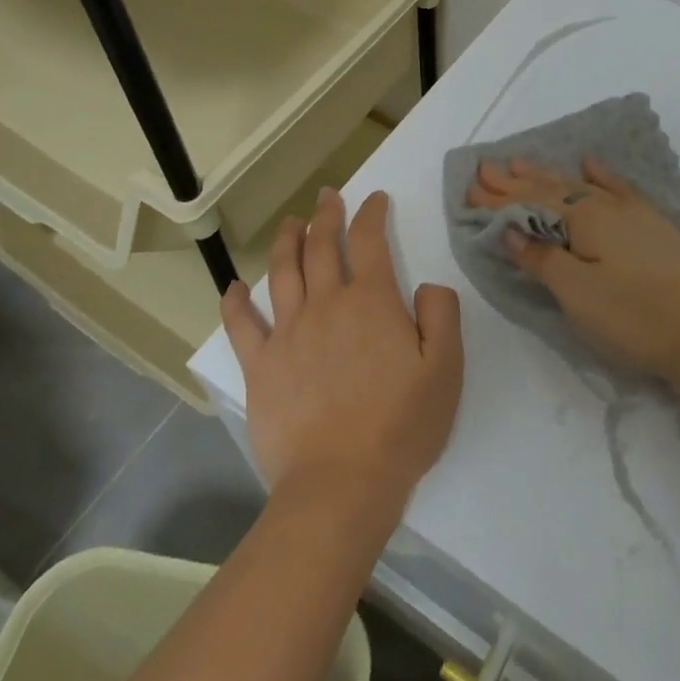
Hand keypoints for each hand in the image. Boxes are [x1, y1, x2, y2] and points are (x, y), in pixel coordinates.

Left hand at [223, 189, 463, 519]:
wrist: (341, 484)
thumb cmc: (401, 425)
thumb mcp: (446, 367)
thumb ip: (442, 313)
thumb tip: (427, 285)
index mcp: (372, 301)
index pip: (370, 240)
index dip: (372, 213)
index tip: (374, 198)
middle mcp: (327, 304)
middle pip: (322, 246)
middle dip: (327, 215)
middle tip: (327, 196)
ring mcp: (288, 334)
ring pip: (283, 272)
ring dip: (287, 241)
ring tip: (291, 223)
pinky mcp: (261, 367)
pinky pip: (242, 326)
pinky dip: (236, 303)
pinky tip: (233, 288)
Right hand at [467, 156, 679, 383]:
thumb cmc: (630, 317)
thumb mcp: (576, 293)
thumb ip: (542, 258)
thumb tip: (511, 230)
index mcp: (583, 221)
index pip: (531, 205)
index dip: (499, 199)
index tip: (471, 187)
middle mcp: (604, 207)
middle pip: (552, 189)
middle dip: (516, 181)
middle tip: (486, 168)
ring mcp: (631, 214)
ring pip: (580, 186)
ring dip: (549, 175)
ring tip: (522, 162)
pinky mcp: (652, 226)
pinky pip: (619, 189)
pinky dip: (601, 176)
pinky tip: (590, 164)